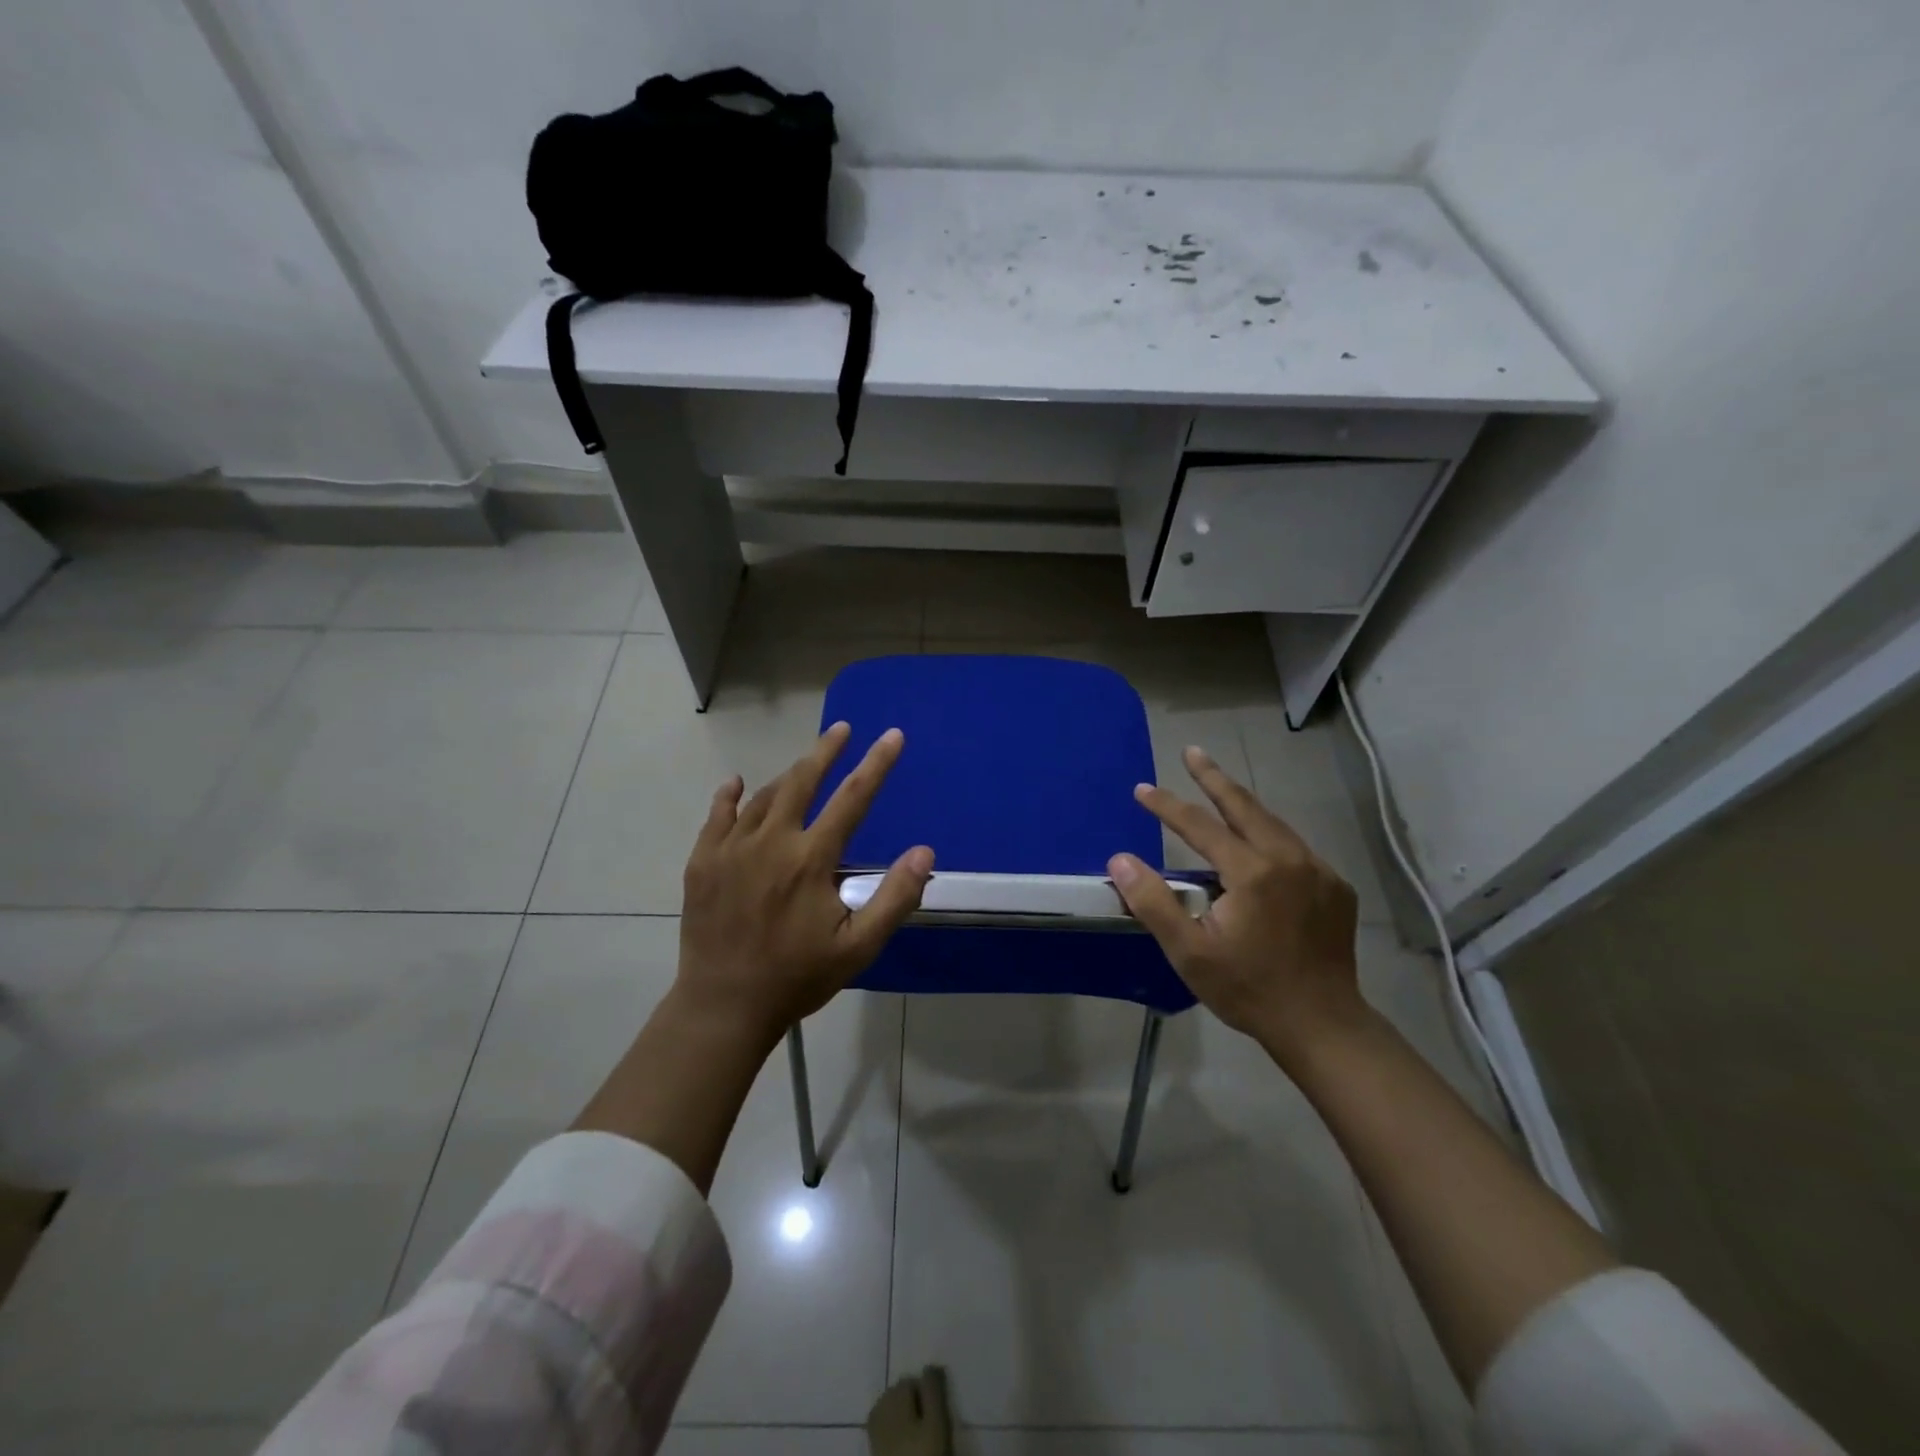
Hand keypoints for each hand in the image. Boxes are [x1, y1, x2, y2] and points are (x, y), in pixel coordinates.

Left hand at [676, 722, 933, 1045]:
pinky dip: (730, 795)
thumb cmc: (797, 977)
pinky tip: (736, 783)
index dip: (877, 764)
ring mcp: (731, 849)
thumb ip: (894, 897)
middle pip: (803, 780)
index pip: (853, 798)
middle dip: (826, 750)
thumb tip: (923, 852)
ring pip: (764, 796)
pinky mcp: (703, 862)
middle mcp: (771, 842)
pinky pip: (717, 816)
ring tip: (805, 763)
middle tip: (841, 729)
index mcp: (810, 860)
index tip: (892, 736)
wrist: (723, 1005)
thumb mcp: (859, 947)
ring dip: (789, 775)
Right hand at [1107, 746, 1364, 1067]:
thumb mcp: (1190, 952)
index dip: (1167, 805)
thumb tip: (1121, 859)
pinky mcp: (1335, 887)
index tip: (1142, 789)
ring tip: (1219, 787)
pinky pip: (1294, 847)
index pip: (1200, 825)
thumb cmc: (1248, 989)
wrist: (1323, 1025)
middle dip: (1214, 777)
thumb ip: (1153, 902)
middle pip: (1245, 806)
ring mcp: (1318, 871)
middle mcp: (1289, 859)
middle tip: (1192, 752)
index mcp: (1252, 872)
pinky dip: (1269, 834)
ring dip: (1242, 803)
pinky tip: (1258, 842)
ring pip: (1274, 823)